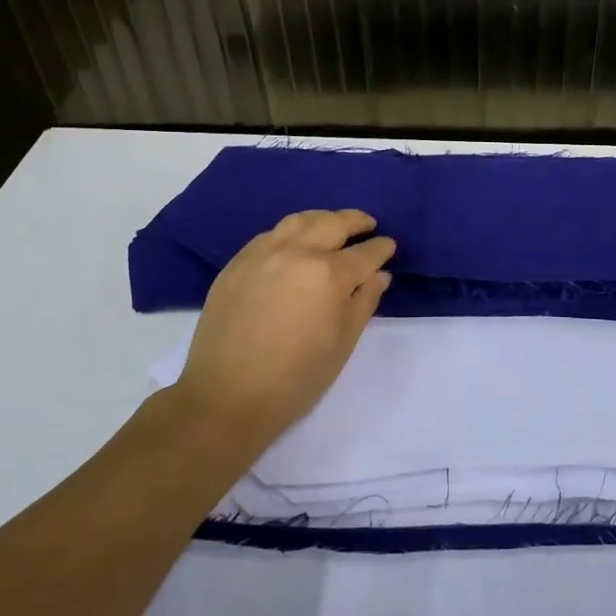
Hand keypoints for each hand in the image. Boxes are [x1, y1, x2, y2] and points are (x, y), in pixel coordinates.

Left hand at [174, 209, 394, 447]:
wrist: (226, 396)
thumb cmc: (295, 378)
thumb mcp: (342, 343)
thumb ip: (364, 302)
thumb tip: (379, 274)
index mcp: (329, 275)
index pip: (365, 253)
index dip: (381, 248)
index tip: (389, 246)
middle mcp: (298, 253)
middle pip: (333, 223)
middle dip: (356, 221)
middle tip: (368, 225)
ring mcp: (264, 254)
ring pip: (300, 221)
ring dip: (323, 219)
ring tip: (333, 226)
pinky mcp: (238, 262)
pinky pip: (271, 234)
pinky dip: (291, 232)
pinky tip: (295, 242)